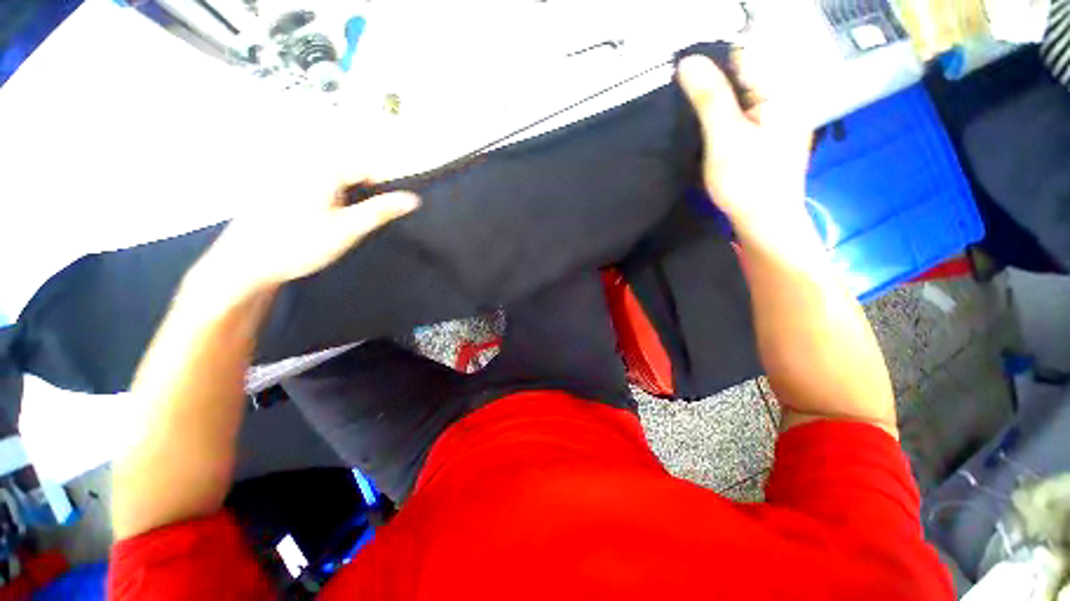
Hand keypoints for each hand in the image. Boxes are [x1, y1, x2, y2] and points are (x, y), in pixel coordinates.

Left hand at [194, 180, 418, 296]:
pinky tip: (318, 219)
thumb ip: (381, 211)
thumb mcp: (348, 229)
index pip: (369, 166)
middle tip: (359, 220)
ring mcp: (289, 171)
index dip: (385, 187)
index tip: (390, 209)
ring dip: (344, 197)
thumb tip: (412, 199)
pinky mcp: (279, 182)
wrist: (246, 262)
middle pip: (350, 170)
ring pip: (333, 178)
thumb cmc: (297, 244)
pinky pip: (315, 183)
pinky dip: (326, 198)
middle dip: (363, 192)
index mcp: (323, 168)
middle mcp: (304, 162)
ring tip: (336, 223)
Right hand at [678, 55, 812, 241]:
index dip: (709, 65)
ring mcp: (773, 114)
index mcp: (781, 89)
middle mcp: (781, 94)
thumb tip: (687, 61)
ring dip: (712, 103)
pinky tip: (706, 131)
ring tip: (691, 120)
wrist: (764, 221)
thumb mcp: (725, 138)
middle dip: (710, 86)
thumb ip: (710, 98)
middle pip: (739, 73)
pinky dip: (719, 117)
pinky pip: (738, 111)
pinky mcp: (764, 131)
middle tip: (685, 109)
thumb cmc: (747, 182)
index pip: (741, 54)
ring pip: (736, 94)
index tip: (683, 86)